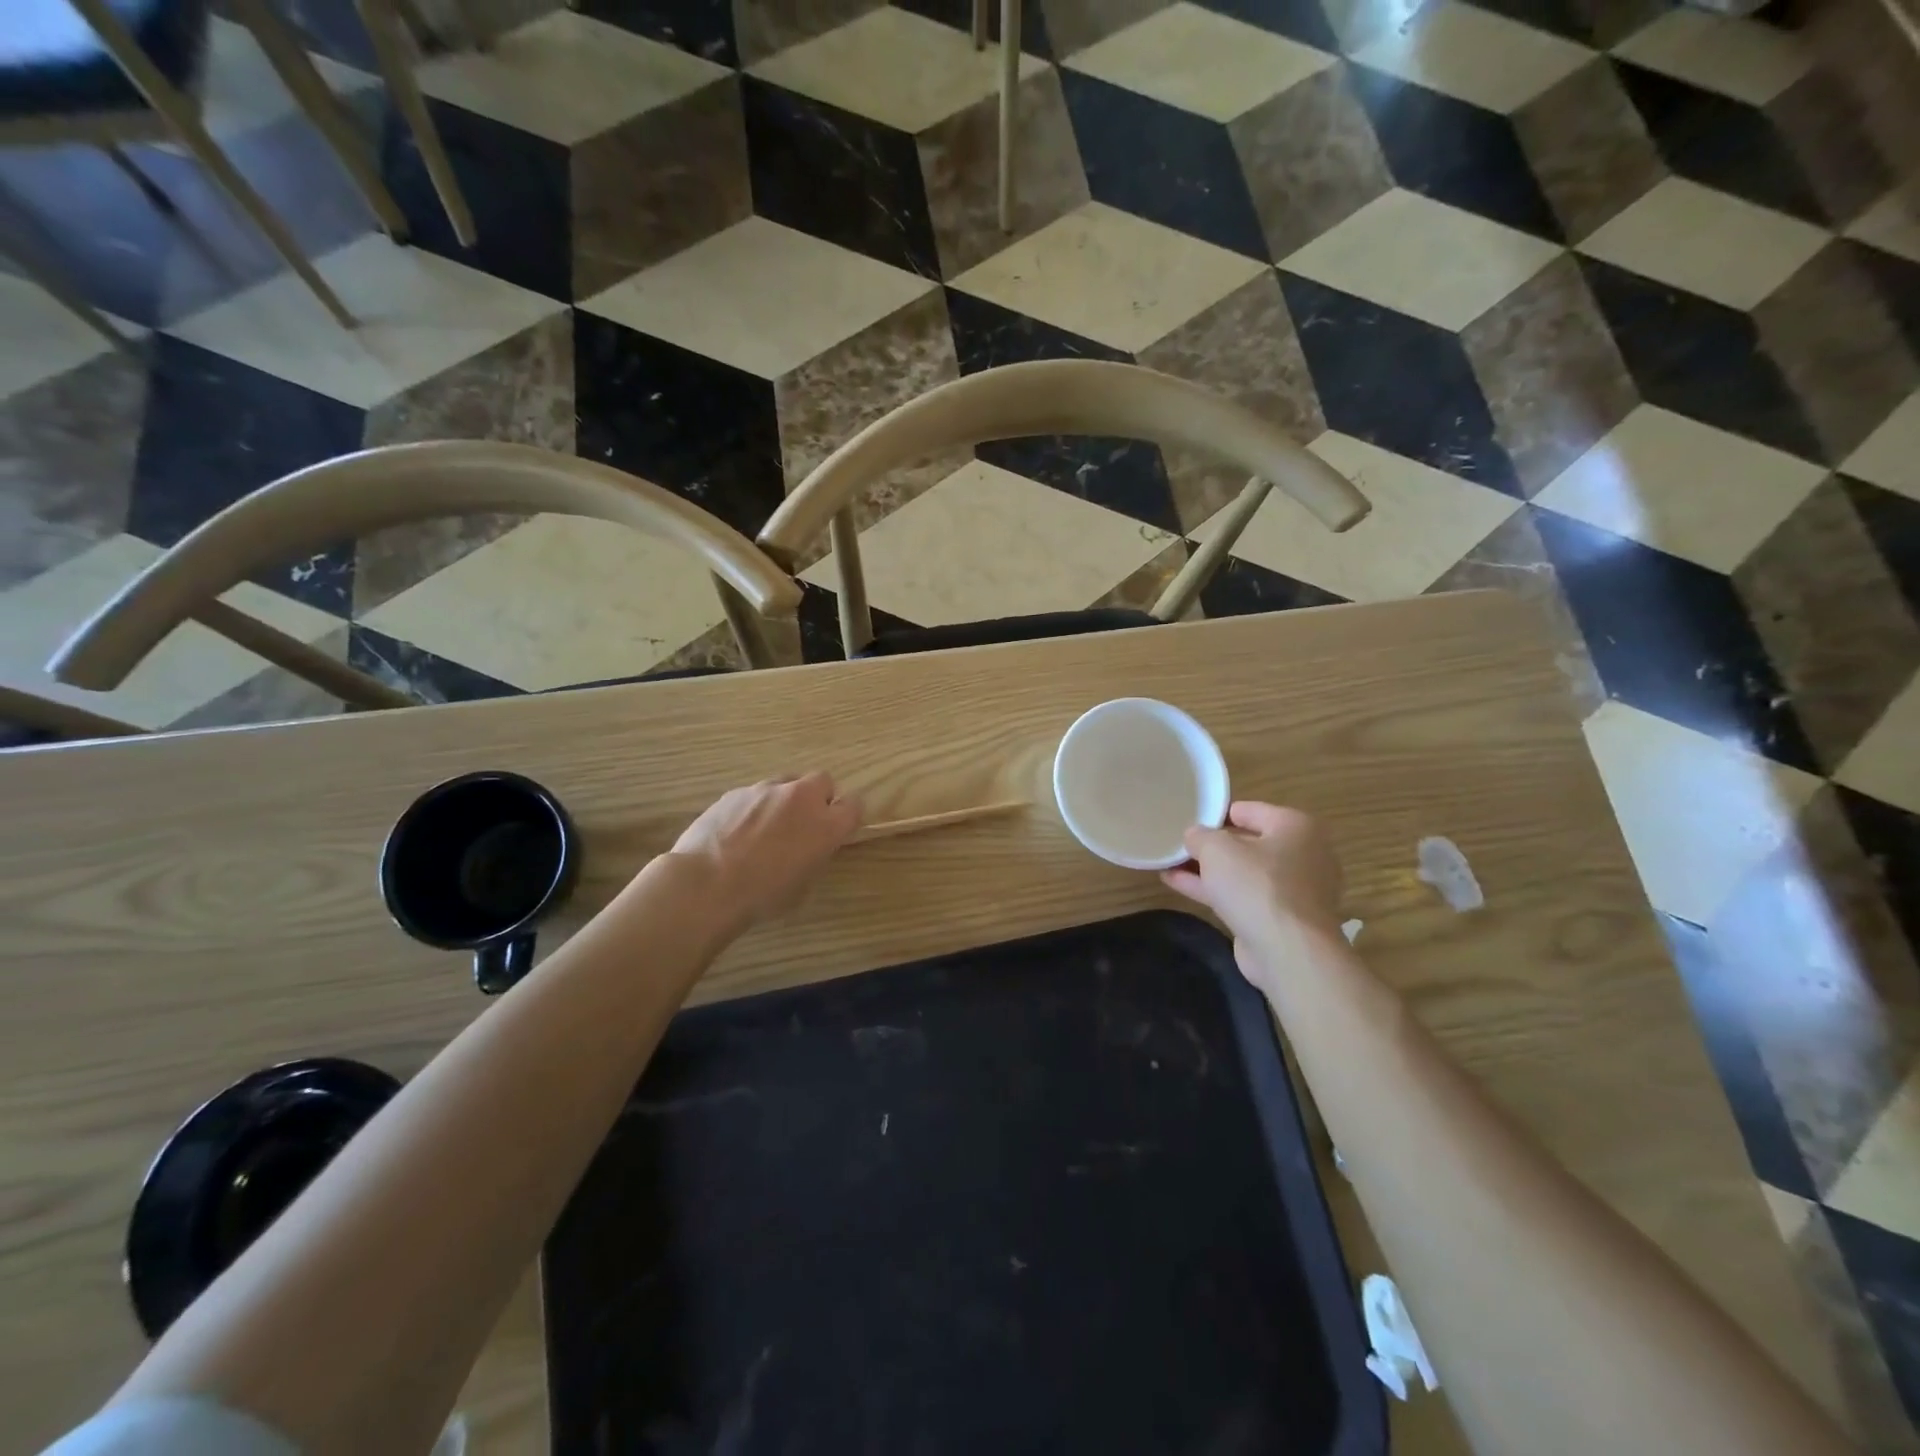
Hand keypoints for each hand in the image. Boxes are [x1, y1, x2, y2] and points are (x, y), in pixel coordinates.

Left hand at [667, 773, 861, 928]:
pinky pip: (755, 793)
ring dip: (785, 800)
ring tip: (766, 828)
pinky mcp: (736, 791)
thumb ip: (815, 855)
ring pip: (787, 783)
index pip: (854, 804)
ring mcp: (767, 790)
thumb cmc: (761, 896)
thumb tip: (811, 846)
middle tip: (803, 823)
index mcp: (826, 825)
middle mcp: (801, 798)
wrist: (706, 885)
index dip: (846, 816)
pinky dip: (754, 807)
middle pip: (823, 781)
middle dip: (817, 797)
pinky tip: (737, 831)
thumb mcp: (803, 885)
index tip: (836, 829)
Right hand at [1162, 802, 1343, 991]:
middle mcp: (1302, 854)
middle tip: (1177, 844)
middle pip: (1246, 842)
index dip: (1214, 814)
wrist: (1289, 952)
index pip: (1246, 810)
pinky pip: (1242, 895)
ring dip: (1207, 869)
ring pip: (1242, 872)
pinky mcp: (1281, 918)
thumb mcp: (1217, 849)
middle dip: (1211, 845)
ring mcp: (1293, 889)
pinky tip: (1177, 884)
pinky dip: (1214, 890)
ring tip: (1169, 863)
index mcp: (1295, 826)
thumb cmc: (1257, 886)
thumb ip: (1200, 836)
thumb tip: (1194, 836)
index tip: (1186, 821)